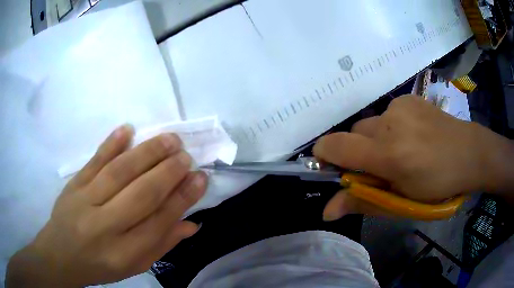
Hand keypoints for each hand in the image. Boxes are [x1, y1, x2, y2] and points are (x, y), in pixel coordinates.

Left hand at [6, 125, 206, 286]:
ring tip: (169, 139)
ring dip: (146, 153)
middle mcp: (104, 227)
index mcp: (123, 253)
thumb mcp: (134, 266)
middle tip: (186, 155)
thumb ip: (161, 245)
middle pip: (140, 194)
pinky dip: (110, 143)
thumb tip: (192, 223)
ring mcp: (84, 202)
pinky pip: (93, 161)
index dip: (182, 199)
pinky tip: (128, 129)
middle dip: (168, 172)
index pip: (158, 222)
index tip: (200, 178)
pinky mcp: (73, 185)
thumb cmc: (100, 266)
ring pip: (119, 172)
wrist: (60, 254)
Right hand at [314, 95, 513, 220]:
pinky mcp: (408, 98)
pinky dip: (391, 129)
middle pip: (353, 134)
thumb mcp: (403, 203)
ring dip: (376, 141)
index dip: (323, 157)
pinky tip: (412, 137)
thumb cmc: (439, 187)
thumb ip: (364, 202)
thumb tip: (327, 211)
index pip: (336, 146)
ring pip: (370, 125)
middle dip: (359, 153)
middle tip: (382, 168)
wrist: (470, 152)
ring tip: (402, 152)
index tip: (332, 169)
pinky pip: (386, 115)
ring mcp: (400, 106)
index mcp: (390, 155)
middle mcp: (391, 123)